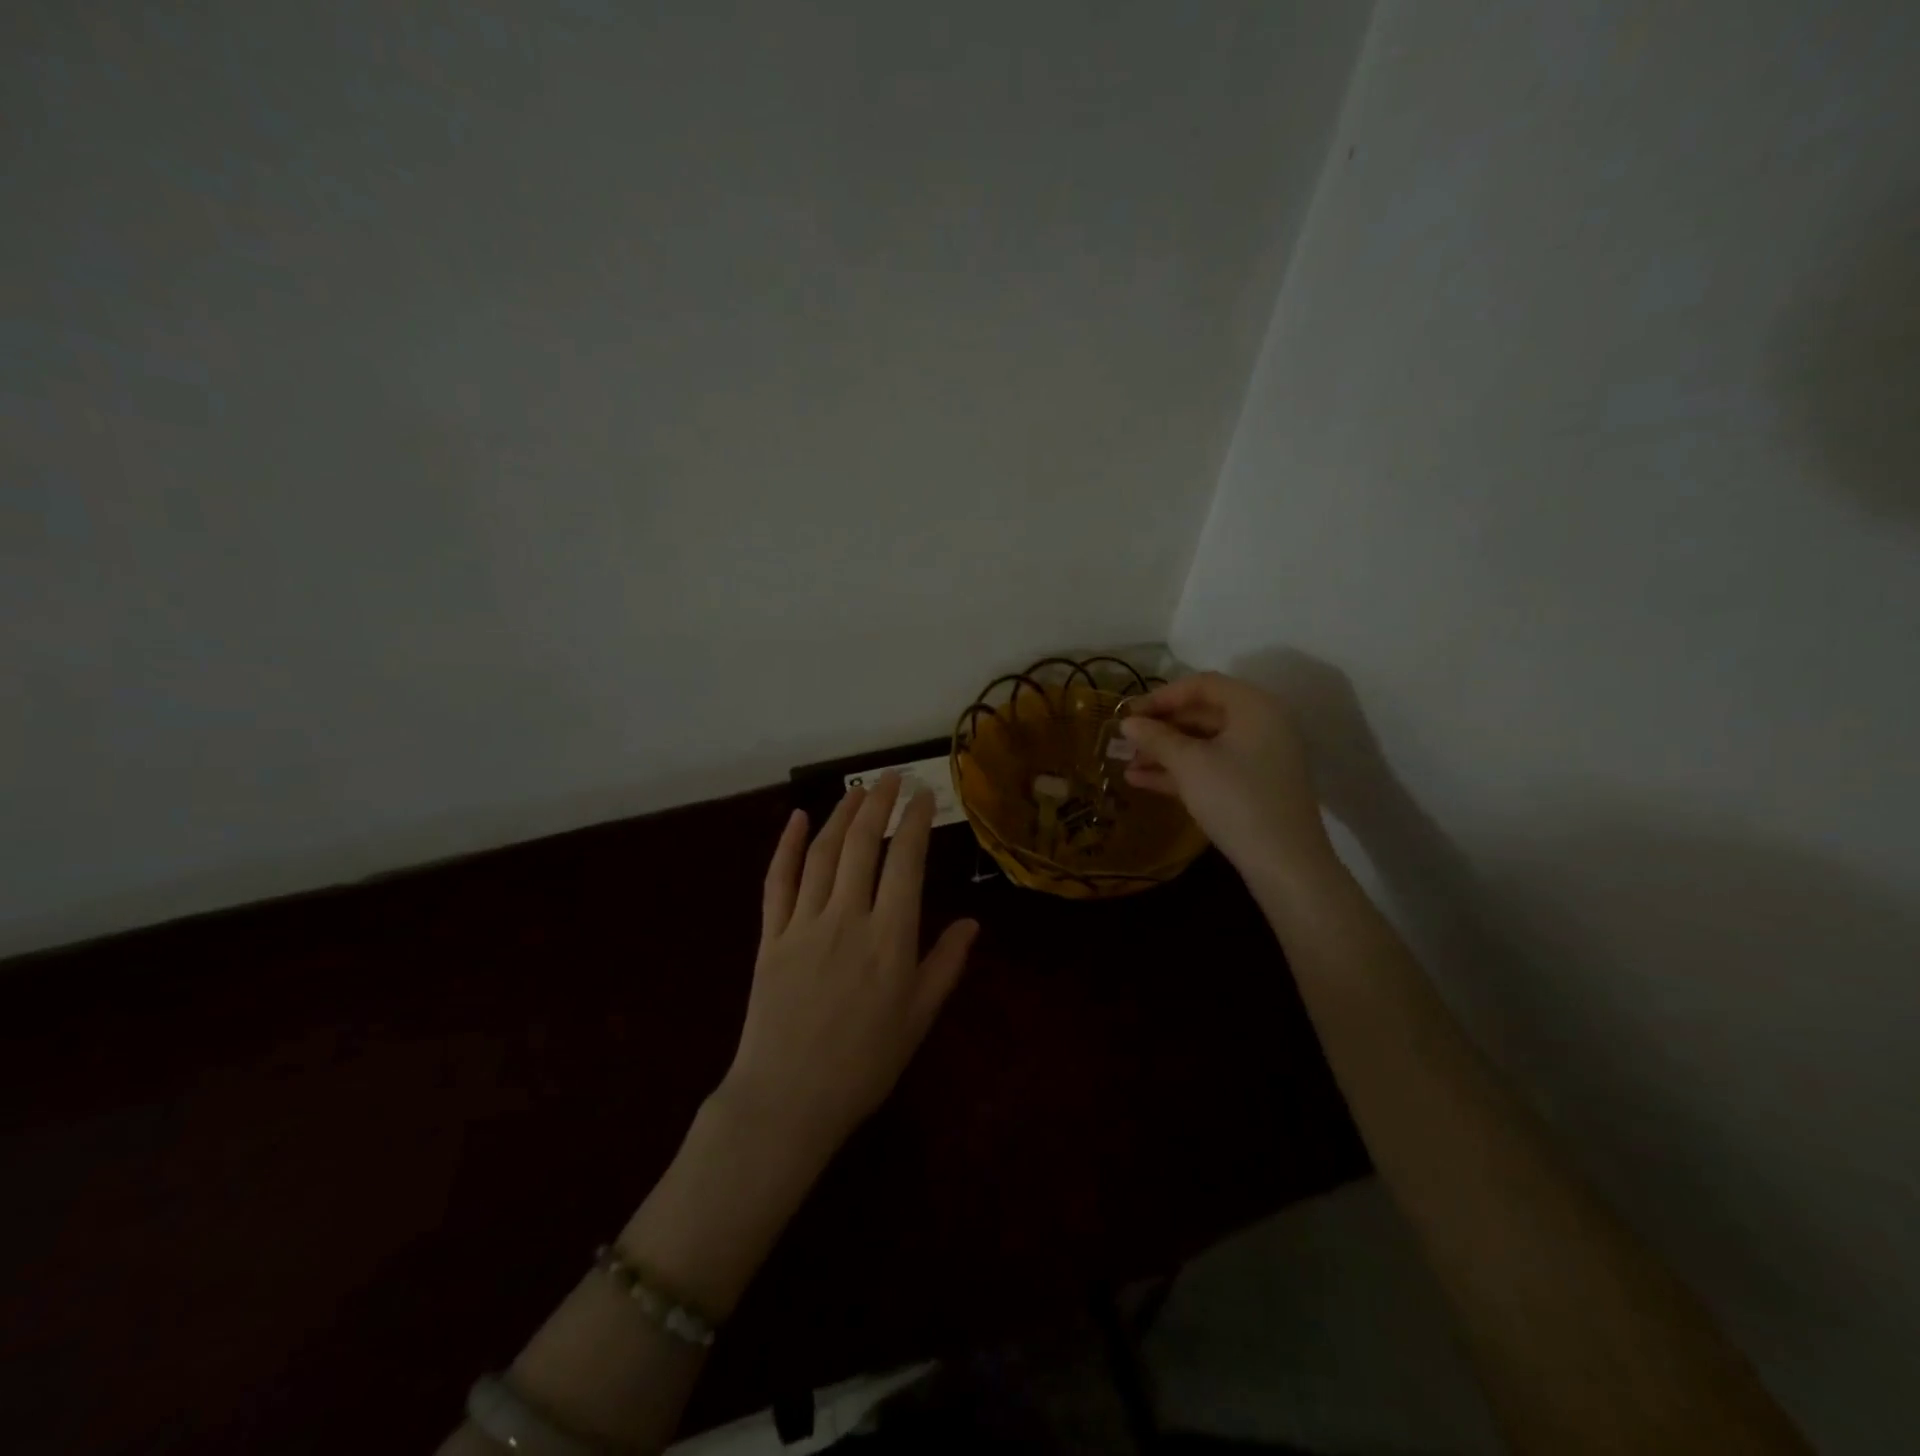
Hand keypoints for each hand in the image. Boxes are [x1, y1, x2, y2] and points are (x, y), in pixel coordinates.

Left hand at [720, 773, 978, 1161]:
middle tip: (892, 777)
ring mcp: (804, 923)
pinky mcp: (770, 936)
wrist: (787, 1101)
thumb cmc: (863, 1065)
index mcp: (890, 939)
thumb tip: (973, 923)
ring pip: (823, 853)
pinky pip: (778, 881)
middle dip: (879, 803)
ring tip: (858, 789)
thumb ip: (945, 966)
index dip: (917, 822)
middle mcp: (847, 918)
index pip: (906, 862)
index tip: (925, 795)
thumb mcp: (918, 1020)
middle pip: (863, 844)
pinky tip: (797, 818)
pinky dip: (787, 846)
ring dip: (841, 814)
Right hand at [1120, 672, 1335, 882]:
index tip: (1129, 714)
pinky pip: (1211, 767)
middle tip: (1125, 742)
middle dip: (1160, 728)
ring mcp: (1258, 757)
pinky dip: (1180, 771)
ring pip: (1203, 744)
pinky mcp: (1253, 786)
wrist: (1284, 863)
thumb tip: (1127, 722)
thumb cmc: (1236, 799)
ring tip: (1126, 765)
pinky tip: (1142, 781)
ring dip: (1164, 752)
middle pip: (1202, 714)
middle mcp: (1261, 724)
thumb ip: (1156, 738)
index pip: (1201, 685)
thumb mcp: (1189, 764)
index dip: (1161, 696)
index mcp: (1253, 706)